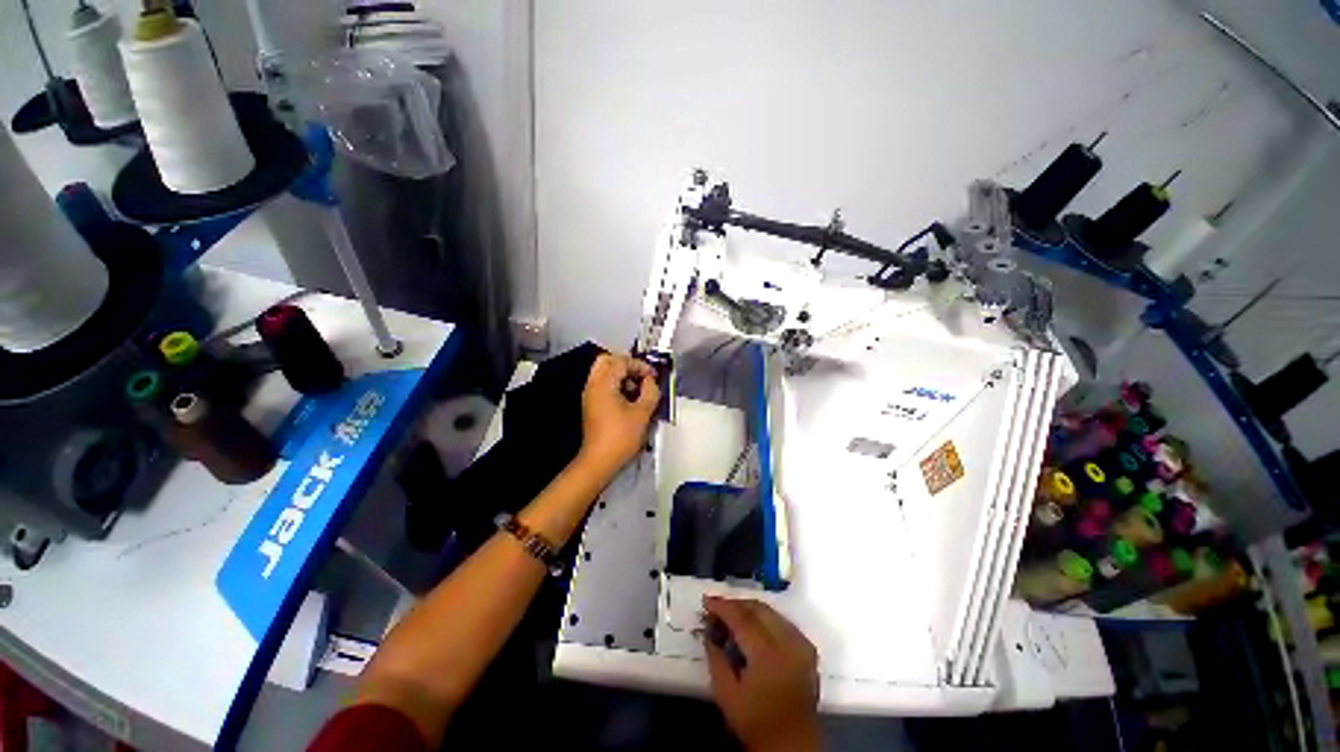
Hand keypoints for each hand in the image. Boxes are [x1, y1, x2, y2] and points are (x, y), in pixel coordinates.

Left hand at [576, 353, 659, 475]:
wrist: (599, 460)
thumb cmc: (620, 437)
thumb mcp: (643, 413)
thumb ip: (650, 392)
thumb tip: (651, 382)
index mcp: (604, 383)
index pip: (622, 362)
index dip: (640, 365)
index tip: (653, 375)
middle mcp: (593, 385)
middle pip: (607, 360)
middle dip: (627, 364)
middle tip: (642, 374)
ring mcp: (590, 394)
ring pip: (604, 372)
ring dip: (621, 374)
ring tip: (637, 388)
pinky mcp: (591, 404)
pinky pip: (602, 384)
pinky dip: (615, 384)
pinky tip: (629, 398)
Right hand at [703, 597, 820, 751]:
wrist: (793, 744)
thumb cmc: (756, 722)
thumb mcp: (726, 695)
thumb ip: (715, 659)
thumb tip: (708, 632)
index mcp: (767, 655)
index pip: (742, 619)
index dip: (723, 606)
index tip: (706, 601)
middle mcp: (788, 643)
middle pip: (758, 609)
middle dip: (736, 603)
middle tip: (717, 607)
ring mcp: (801, 644)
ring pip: (771, 611)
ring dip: (750, 608)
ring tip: (732, 614)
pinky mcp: (808, 648)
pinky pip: (783, 621)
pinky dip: (765, 617)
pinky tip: (753, 624)